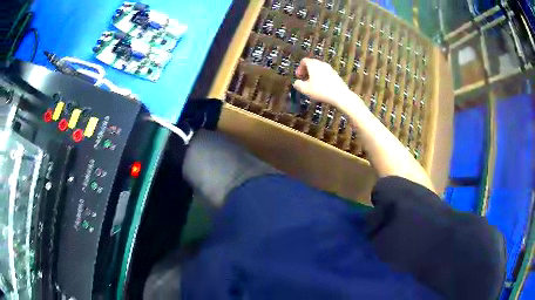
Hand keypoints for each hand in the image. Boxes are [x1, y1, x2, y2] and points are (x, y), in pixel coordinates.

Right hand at [293, 58, 357, 110]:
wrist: (340, 95)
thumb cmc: (321, 91)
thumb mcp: (305, 89)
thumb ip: (298, 84)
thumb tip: (296, 83)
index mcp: (313, 64)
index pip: (304, 61)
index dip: (299, 68)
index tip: (299, 76)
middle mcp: (322, 64)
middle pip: (312, 64)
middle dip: (306, 71)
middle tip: (304, 80)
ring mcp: (330, 69)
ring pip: (319, 69)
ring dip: (314, 75)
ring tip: (312, 85)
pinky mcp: (335, 75)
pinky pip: (325, 74)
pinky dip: (321, 77)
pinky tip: (321, 87)